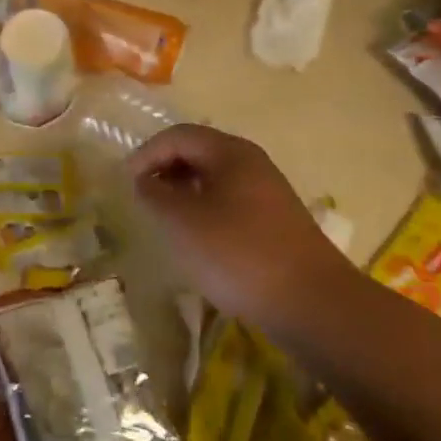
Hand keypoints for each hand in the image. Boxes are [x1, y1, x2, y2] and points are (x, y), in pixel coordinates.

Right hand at [128, 124, 349, 331]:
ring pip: (214, 179)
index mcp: (230, 152)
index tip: (126, 182)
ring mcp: (267, 193)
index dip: (146, 154)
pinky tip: (197, 239)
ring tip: (164, 218)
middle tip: (142, 197)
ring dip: (184, 192)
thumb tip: (144, 181)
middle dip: (165, 169)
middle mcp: (251, 163)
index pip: (178, 136)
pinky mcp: (275, 222)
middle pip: (198, 152)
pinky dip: (205, 210)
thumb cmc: (239, 254)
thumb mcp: (183, 222)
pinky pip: (229, 202)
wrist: (314, 304)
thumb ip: (155, 195)